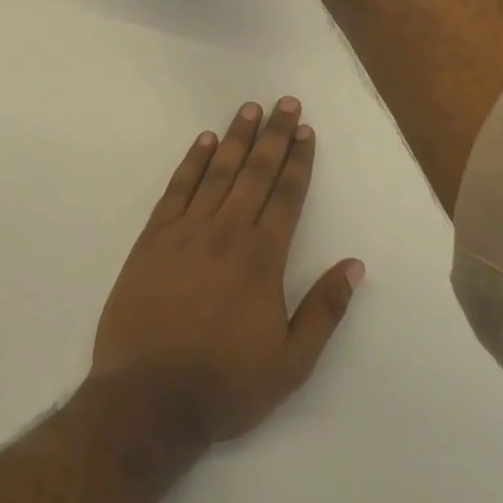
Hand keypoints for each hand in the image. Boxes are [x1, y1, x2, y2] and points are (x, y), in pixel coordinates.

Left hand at [91, 97, 364, 443]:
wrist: (147, 400)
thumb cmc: (225, 385)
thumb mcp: (291, 363)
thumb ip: (325, 310)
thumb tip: (354, 264)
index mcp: (262, 258)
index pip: (286, 195)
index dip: (298, 160)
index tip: (305, 130)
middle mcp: (227, 232)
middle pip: (255, 172)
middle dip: (273, 135)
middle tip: (285, 103)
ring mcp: (186, 231)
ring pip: (217, 172)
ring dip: (236, 138)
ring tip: (249, 109)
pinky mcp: (153, 239)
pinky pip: (177, 189)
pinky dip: (192, 162)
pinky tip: (204, 142)